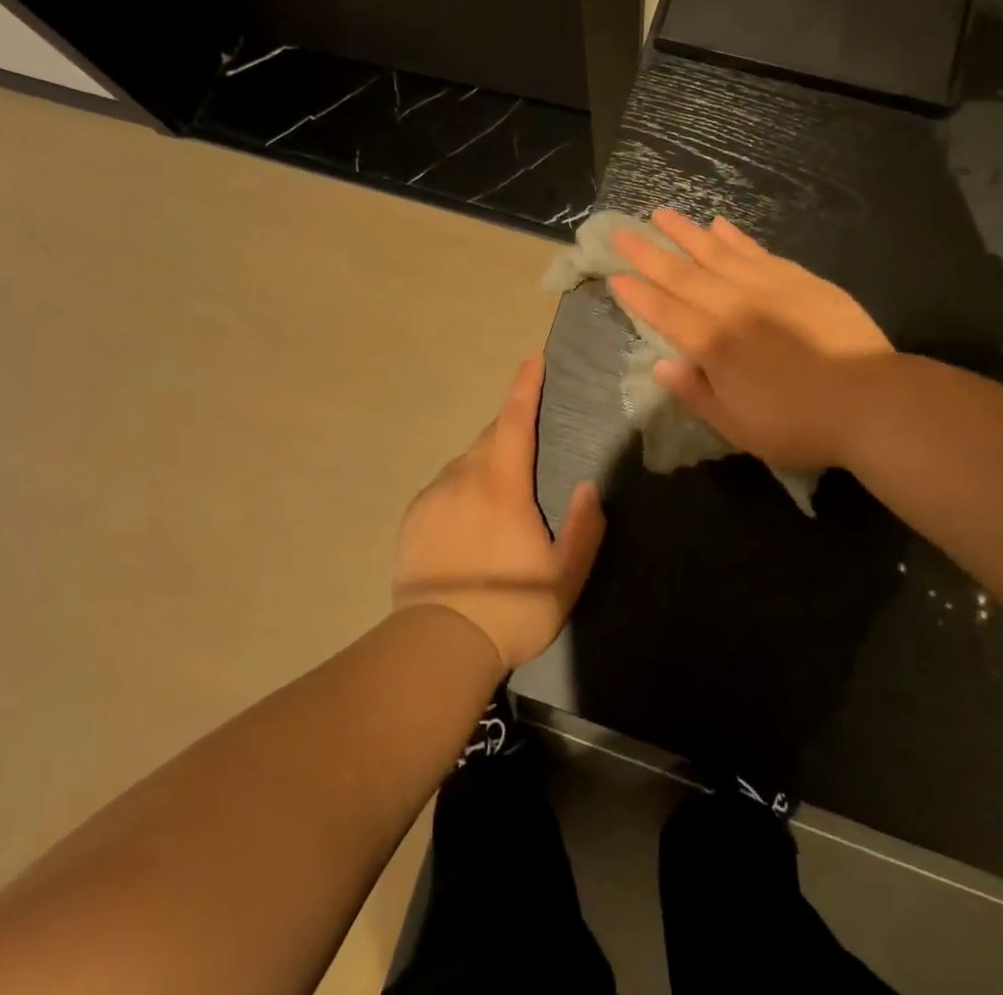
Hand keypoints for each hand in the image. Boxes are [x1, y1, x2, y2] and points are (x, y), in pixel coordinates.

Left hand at [393, 354, 604, 671]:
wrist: (437, 645)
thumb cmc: (510, 610)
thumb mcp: (565, 577)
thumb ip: (583, 528)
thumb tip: (588, 487)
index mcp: (502, 484)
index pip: (515, 420)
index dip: (525, 386)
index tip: (533, 358)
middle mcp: (464, 477)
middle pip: (490, 437)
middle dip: (511, 426)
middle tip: (530, 439)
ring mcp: (434, 496)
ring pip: (466, 462)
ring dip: (487, 462)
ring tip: (502, 492)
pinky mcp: (414, 518)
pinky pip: (445, 486)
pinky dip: (463, 487)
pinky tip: (470, 519)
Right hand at [610, 210, 892, 469]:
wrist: (871, 401)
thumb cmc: (799, 424)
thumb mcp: (738, 426)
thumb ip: (696, 393)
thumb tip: (660, 366)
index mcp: (715, 344)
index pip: (665, 312)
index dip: (638, 294)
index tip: (614, 274)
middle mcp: (734, 307)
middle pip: (683, 274)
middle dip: (648, 252)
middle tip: (621, 230)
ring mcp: (768, 287)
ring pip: (718, 252)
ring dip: (686, 233)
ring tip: (662, 213)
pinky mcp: (800, 280)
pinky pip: (758, 251)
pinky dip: (735, 237)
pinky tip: (719, 225)